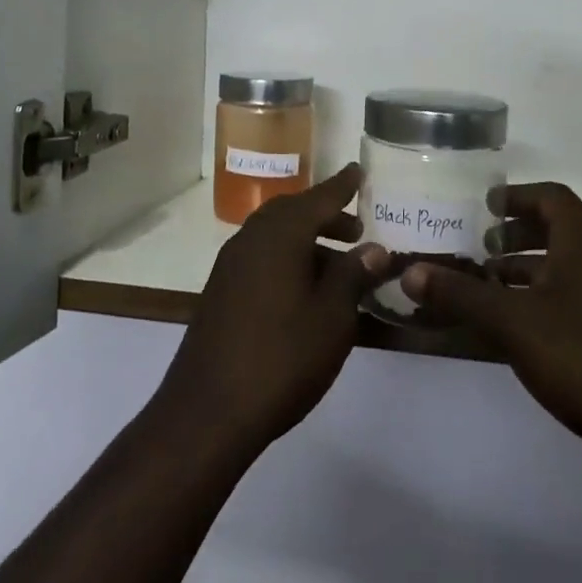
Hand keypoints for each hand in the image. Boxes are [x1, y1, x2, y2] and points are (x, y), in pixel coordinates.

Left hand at [154, 164, 390, 456]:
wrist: (208, 411)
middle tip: (356, 229)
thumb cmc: (281, 357)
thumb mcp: (332, 317)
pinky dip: (287, 259)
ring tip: (338, 265)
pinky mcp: (221, 291)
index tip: (360, 171)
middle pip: (293, 213)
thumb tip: (373, 248)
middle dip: (326, 216)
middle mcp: (251, 239)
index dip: (343, 186)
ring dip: (307, 241)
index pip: (319, 198)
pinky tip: (305, 291)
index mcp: (280, 235)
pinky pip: (261, 258)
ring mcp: (230, 265)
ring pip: (275, 236)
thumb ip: (352, 275)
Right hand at [403, 184, 581, 526]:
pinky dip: (543, 298)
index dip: (515, 196)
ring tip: (488, 288)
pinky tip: (519, 329)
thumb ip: (460, 294)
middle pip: (557, 229)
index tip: (483, 207)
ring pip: (565, 267)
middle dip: (515, 235)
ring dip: (527, 270)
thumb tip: (408, 272)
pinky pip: (575, 297)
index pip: (550, 196)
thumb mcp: (512, 322)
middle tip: (479, 249)